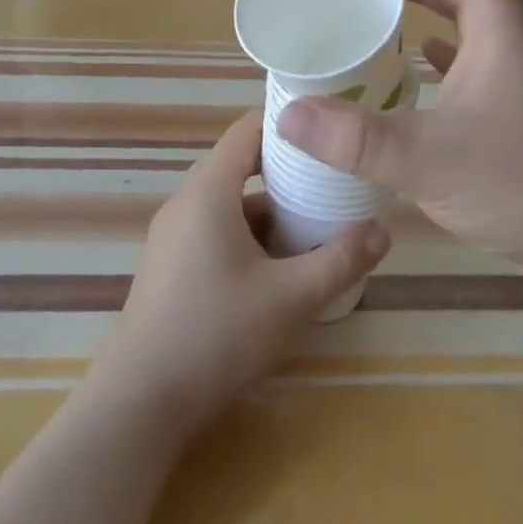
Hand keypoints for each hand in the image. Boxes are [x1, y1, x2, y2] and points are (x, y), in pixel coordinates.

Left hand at [95, 111, 389, 433]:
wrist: (139, 401)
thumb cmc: (216, 335)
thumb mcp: (290, 298)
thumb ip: (339, 261)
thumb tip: (382, 231)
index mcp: (208, 192)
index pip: (247, 130)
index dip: (286, 122)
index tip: (326, 126)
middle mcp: (186, 202)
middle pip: (240, 164)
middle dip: (287, 170)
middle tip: (332, 178)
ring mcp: (173, 234)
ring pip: (229, 202)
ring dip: (269, 208)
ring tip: (314, 224)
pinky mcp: (170, 263)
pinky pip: (214, 228)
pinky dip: (247, 233)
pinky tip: (277, 266)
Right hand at [277, 0, 522, 301]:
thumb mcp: (429, 159)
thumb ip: (356, 137)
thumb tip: (287, 111)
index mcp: (496, 20)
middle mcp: (505, 29)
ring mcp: (509, 63)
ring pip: (458, 1)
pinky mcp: (508, 95)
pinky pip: (462, 45)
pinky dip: (432, 33)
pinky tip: (409, 47)